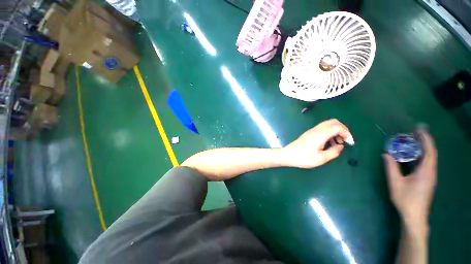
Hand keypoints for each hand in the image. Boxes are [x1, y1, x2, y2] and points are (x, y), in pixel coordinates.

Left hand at [282, 119, 352, 168]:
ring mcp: (311, 131)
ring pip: (327, 125)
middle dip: (342, 129)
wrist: (287, 155)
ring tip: (336, 144)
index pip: (337, 126)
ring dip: (335, 131)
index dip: (346, 132)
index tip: (349, 142)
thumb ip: (334, 152)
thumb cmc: (303, 158)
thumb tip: (340, 146)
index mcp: (320, 134)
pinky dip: (329, 133)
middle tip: (344, 140)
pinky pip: (322, 129)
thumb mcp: (321, 158)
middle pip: (333, 122)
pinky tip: (328, 143)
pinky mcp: (308, 133)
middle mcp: (316, 130)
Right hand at [383, 129, 436, 234]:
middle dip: (425, 141)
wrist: (414, 216)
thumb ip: (391, 168)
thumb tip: (386, 154)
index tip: (419, 129)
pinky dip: (422, 155)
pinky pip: (427, 163)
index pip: (429, 151)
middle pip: (431, 153)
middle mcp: (431, 172)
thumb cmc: (406, 199)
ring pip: (430, 158)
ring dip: (424, 148)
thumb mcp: (395, 183)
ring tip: (414, 141)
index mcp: (426, 171)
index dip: (426, 139)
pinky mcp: (428, 180)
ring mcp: (430, 176)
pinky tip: (414, 155)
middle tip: (415, 132)